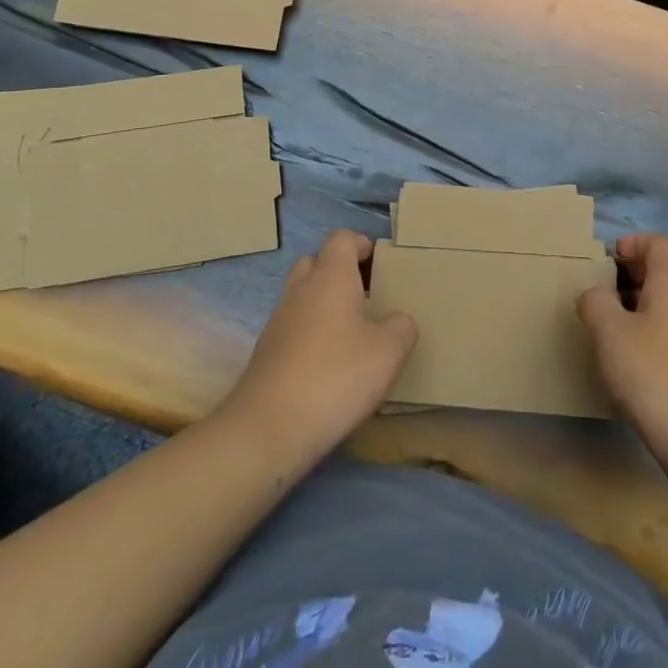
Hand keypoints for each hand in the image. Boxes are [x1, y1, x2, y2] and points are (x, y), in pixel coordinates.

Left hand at [217, 230, 417, 467]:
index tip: (380, 263)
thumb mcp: (388, 353)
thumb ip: (401, 327)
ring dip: (323, 304)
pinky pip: (292, 327)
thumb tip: (397, 320)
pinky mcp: (266, 353)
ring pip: (302, 295)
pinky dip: (310, 333)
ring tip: (351, 332)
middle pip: (316, 262)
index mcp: (330, 278)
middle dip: (339, 271)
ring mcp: (278, 321)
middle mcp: (300, 290)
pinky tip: (328, 364)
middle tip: (366, 295)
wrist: (267, 429)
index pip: (341, 239)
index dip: (361, 244)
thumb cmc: (335, 377)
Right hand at [578, 234, 667, 456]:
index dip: (629, 246)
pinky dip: (663, 324)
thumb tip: (595, 293)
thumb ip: (595, 302)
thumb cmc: (654, 372)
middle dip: (639, 272)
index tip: (605, 262)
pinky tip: (642, 353)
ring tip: (620, 323)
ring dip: (650, 300)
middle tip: (610, 289)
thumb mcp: (609, 332)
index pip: (655, 242)